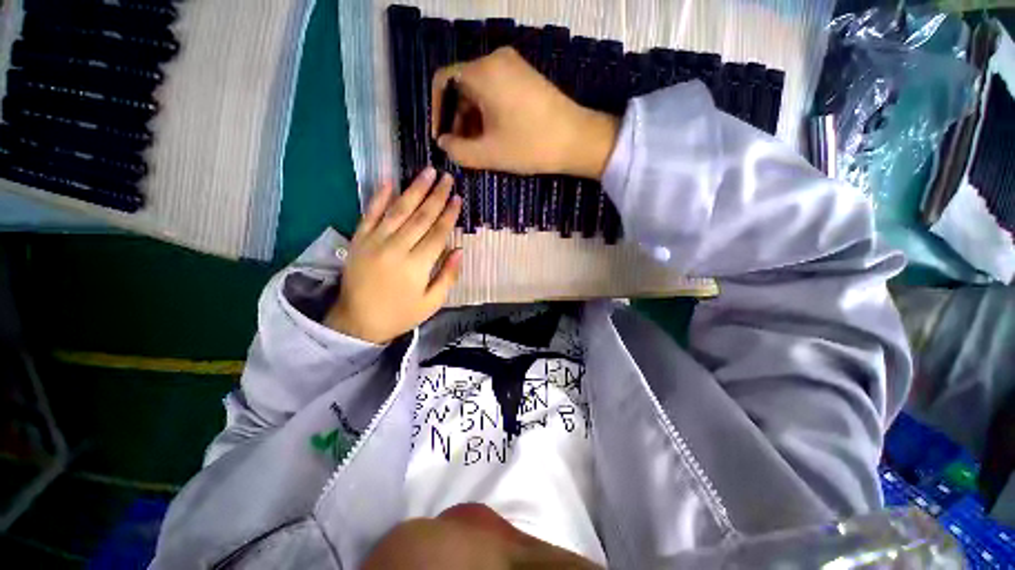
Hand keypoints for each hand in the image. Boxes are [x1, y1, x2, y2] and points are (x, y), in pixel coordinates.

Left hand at [325, 168, 462, 343]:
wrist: (358, 321)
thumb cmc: (400, 314)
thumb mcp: (431, 303)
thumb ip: (448, 276)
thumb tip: (460, 250)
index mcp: (416, 266)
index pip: (437, 234)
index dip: (449, 215)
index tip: (458, 198)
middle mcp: (396, 249)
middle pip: (420, 217)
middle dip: (436, 196)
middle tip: (447, 177)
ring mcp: (374, 242)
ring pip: (398, 211)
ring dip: (414, 190)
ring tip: (427, 173)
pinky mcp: (358, 240)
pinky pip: (369, 214)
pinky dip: (379, 197)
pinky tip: (389, 181)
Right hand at [431, 47, 619, 179]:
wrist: (577, 140)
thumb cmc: (530, 146)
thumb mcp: (488, 154)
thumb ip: (457, 150)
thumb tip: (443, 143)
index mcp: (482, 72)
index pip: (443, 82)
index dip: (436, 112)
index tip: (441, 138)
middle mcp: (496, 60)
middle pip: (462, 87)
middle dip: (458, 120)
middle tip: (462, 149)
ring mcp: (514, 66)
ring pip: (479, 91)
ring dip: (473, 119)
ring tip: (479, 147)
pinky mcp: (526, 77)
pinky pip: (496, 91)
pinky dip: (489, 113)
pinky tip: (495, 136)